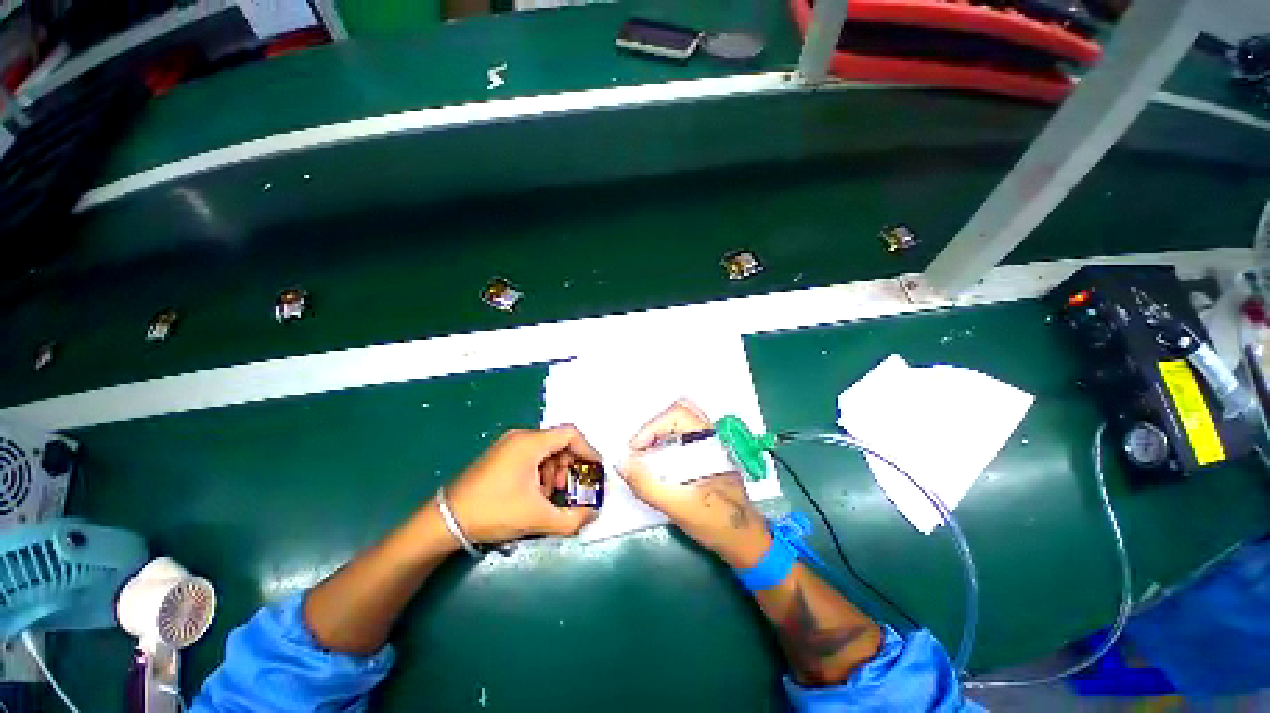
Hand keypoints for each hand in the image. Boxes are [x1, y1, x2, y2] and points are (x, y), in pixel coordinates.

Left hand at [445, 426, 600, 542]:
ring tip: (549, 496)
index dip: (588, 450)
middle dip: (569, 466)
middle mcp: (520, 437)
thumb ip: (572, 518)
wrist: (445, 521)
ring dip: (554, 471)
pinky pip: (531, 457)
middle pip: (558, 442)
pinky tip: (533, 494)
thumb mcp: (537, 517)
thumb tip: (593, 514)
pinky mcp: (500, 456)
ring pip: (545, 451)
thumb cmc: (494, 511)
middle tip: (568, 488)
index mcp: (530, 443)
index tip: (596, 469)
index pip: (570, 434)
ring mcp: (508, 445)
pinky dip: (540, 472)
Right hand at [618, 400, 771, 567]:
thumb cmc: (716, 522)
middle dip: (655, 427)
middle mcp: (711, 437)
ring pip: (682, 424)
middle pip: (679, 412)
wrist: (745, 541)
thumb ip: (647, 485)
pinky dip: (666, 443)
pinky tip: (658, 463)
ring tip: (646, 455)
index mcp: (709, 442)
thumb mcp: (678, 506)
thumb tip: (622, 463)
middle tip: (640, 448)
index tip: (636, 449)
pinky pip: (683, 438)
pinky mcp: (707, 457)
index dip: (652, 427)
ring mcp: (710, 446)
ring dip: (660, 434)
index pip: (677, 414)